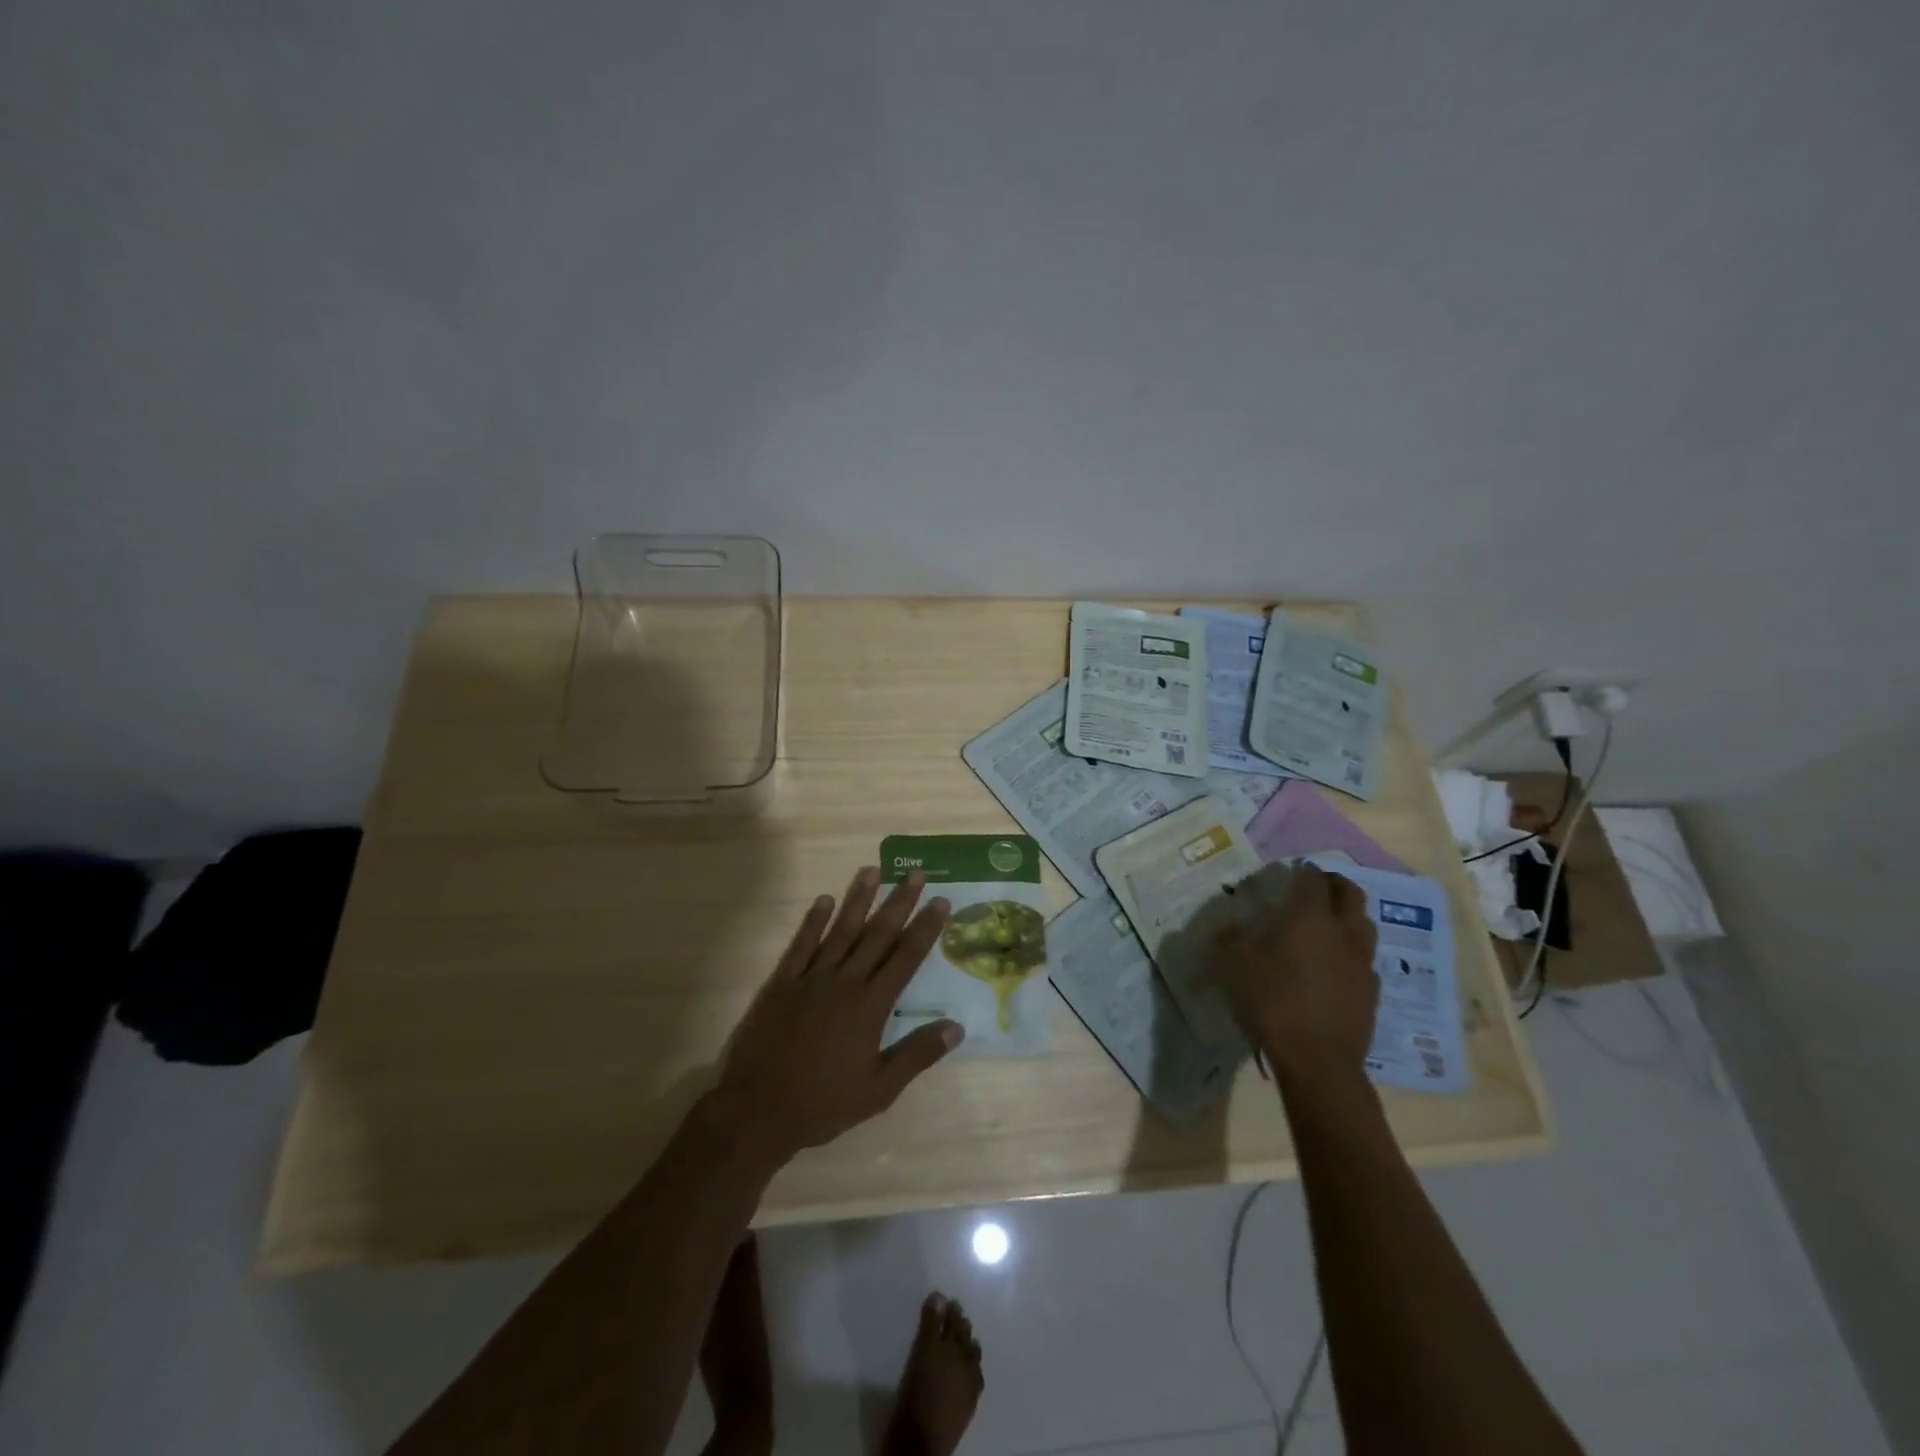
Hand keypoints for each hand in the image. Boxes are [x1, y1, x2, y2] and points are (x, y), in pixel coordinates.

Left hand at [714, 868, 961, 1165]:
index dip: (925, 928)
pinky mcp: (782, 983)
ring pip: (840, 930)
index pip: (906, 957)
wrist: (758, 1110)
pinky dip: (813, 921)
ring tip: (872, 870)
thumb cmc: (823, 1103)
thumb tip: (956, 1027)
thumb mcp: (879, 1089)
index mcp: (870, 1005)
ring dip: (858, 899)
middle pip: (878, 934)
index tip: (941, 902)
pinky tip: (823, 900)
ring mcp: (811, 978)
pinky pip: (801, 944)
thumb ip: (917, 1054)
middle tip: (916, 874)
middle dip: (900, 902)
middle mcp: (844, 982)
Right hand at [1205, 863, 1379, 1083]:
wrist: (1317, 1059)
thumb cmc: (1272, 1001)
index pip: (1313, 879)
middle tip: (1316, 886)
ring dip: (1348, 915)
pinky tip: (1334, 966)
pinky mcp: (1372, 992)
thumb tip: (1228, 927)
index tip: (1291, 871)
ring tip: (1328, 923)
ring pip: (1364, 924)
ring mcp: (1362, 962)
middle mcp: (1343, 931)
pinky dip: (1351, 952)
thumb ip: (1229, 939)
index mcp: (1310, 916)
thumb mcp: (1233, 965)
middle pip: (1350, 893)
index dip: (1303, 871)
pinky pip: (1364, 959)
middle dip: (1333, 884)